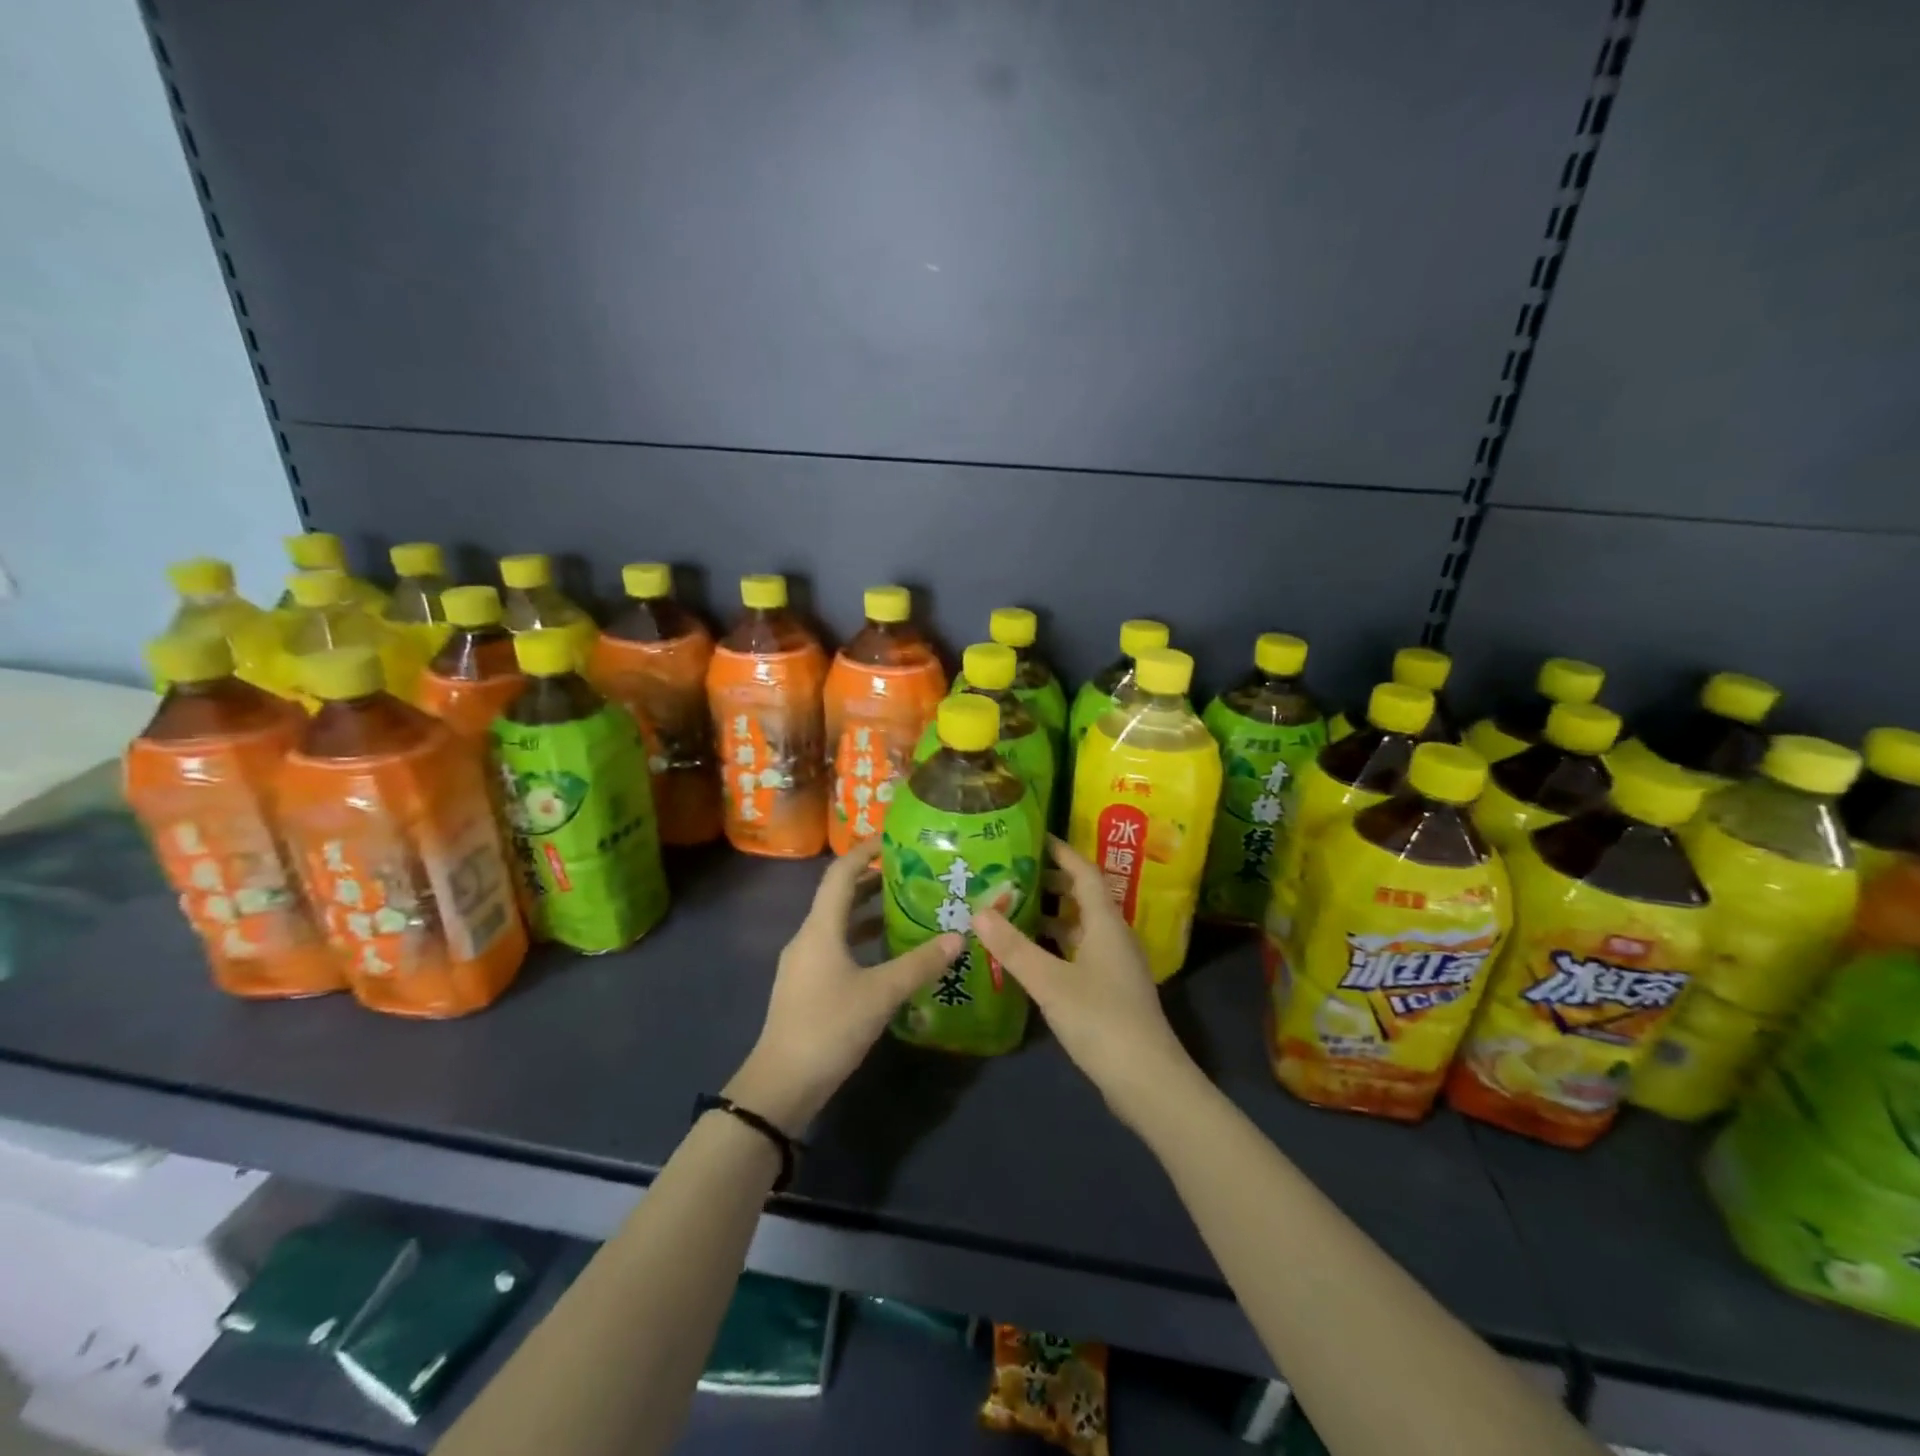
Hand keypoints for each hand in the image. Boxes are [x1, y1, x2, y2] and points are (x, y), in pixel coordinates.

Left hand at [727, 837, 961, 1134]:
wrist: (781, 1085)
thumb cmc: (829, 1027)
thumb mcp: (881, 994)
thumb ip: (919, 963)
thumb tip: (958, 937)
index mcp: (820, 928)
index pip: (841, 874)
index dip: (865, 851)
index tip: (894, 838)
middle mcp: (809, 938)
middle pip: (840, 896)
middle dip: (874, 880)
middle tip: (914, 872)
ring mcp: (806, 963)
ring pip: (840, 924)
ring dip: (871, 911)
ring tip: (909, 906)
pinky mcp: (809, 986)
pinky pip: (839, 947)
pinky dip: (863, 940)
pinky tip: (890, 953)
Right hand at [973, 836, 1199, 1129]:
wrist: (1147, 1080)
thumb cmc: (1101, 1020)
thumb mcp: (1050, 982)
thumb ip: (1013, 947)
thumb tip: (979, 911)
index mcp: (1106, 923)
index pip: (1084, 872)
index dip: (1062, 852)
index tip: (1034, 837)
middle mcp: (1114, 937)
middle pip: (1083, 897)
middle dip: (1051, 882)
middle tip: (1013, 874)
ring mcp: (1115, 965)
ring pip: (1081, 927)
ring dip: (1052, 916)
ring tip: (1013, 910)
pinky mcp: (1111, 990)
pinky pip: (1080, 952)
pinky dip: (1056, 945)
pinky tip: (1031, 957)